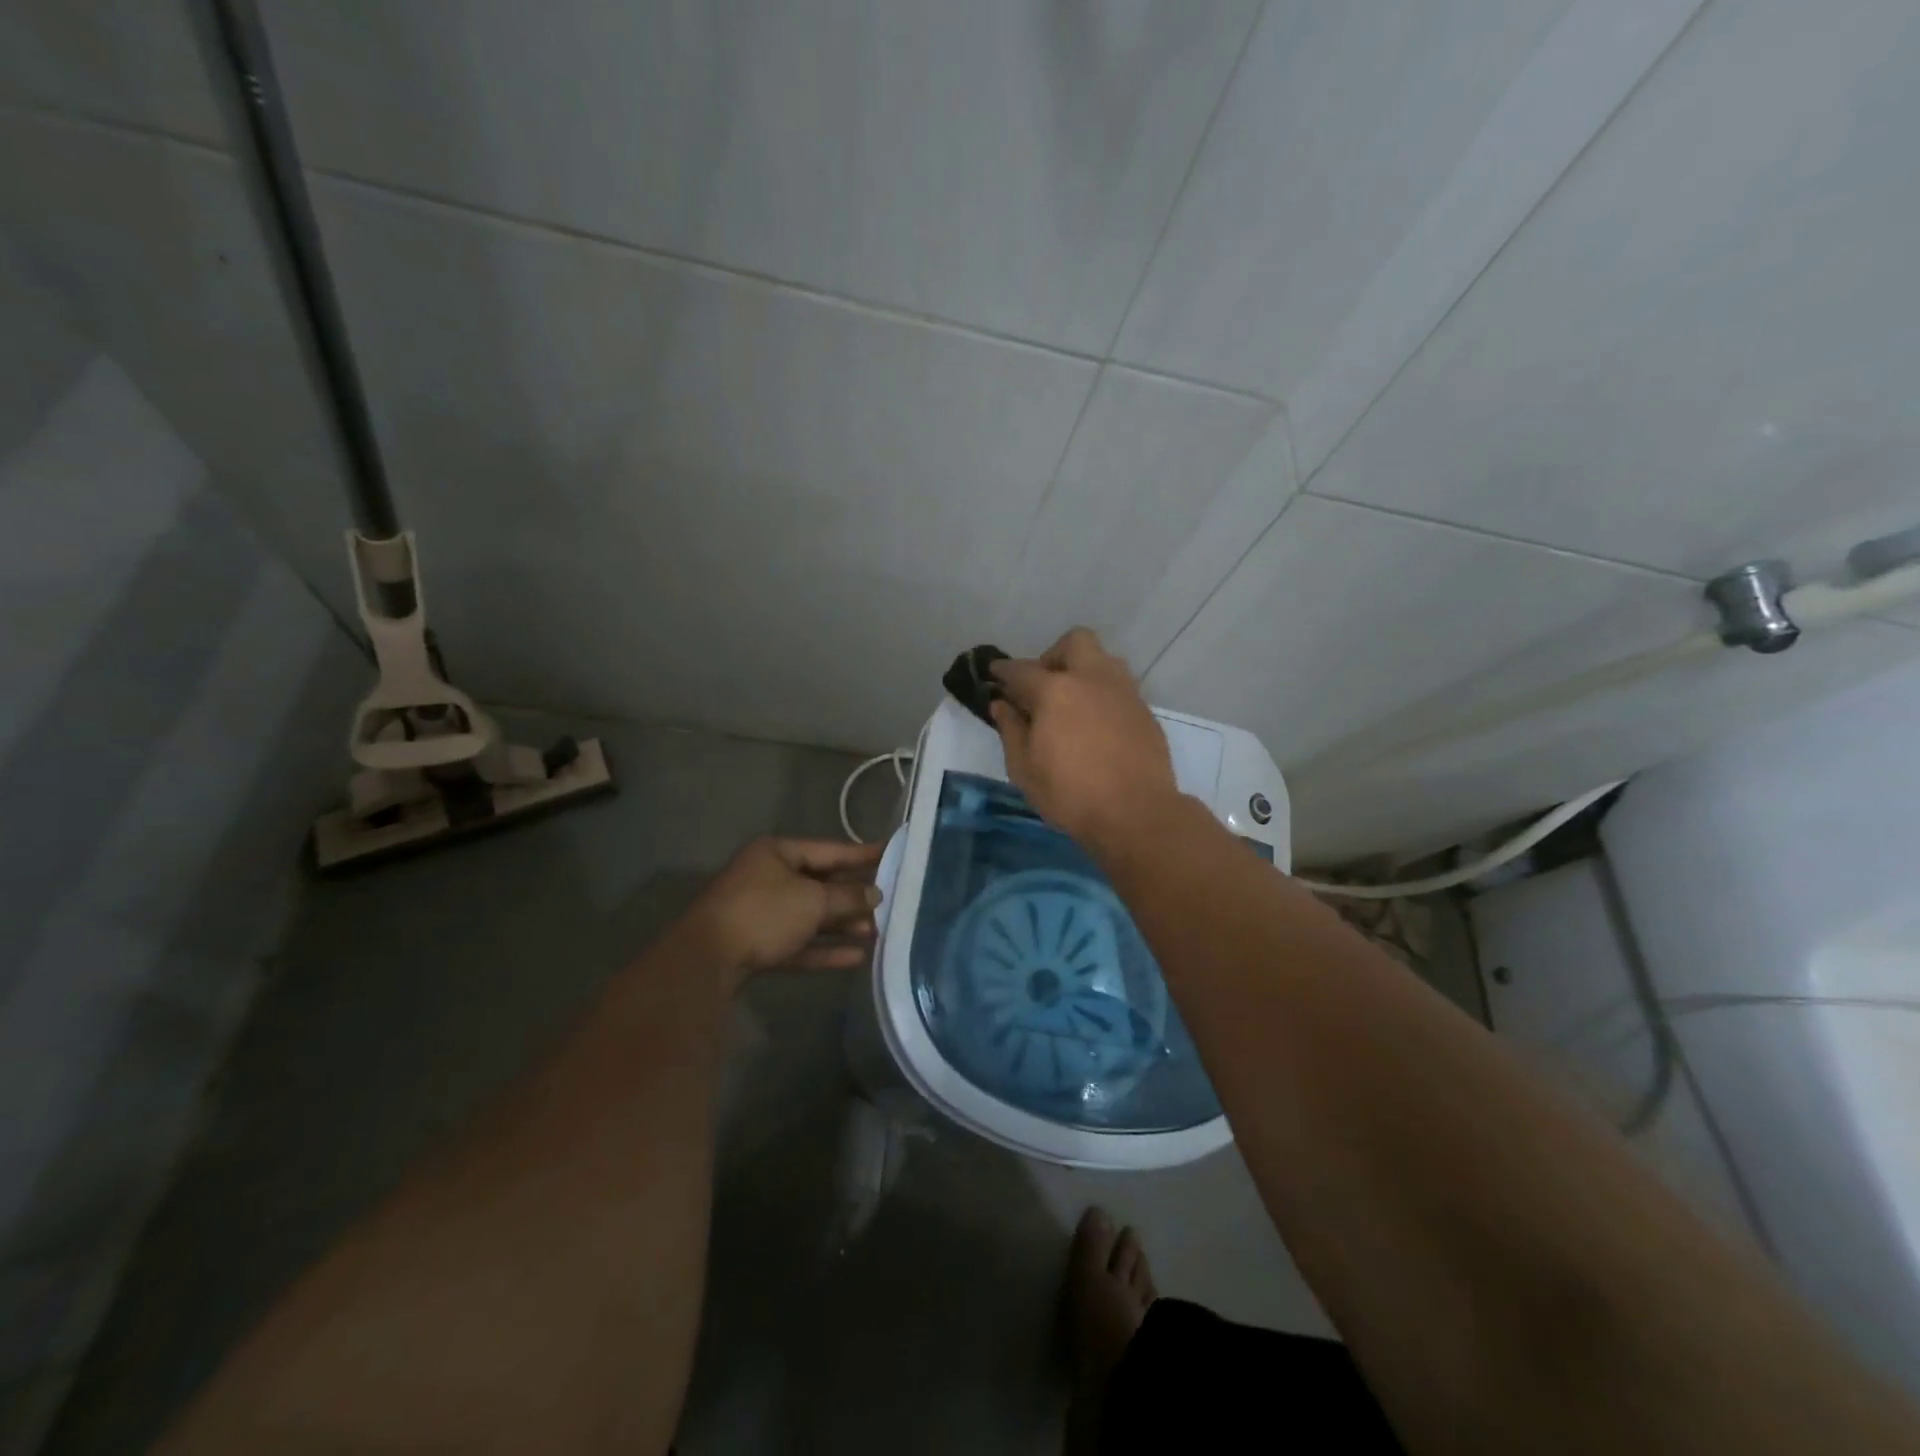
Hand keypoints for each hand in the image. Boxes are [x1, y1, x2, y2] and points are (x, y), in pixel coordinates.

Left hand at [684, 837, 884, 988]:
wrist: (707, 960)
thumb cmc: (764, 914)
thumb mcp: (813, 900)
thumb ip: (848, 896)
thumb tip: (875, 893)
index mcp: (777, 853)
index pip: (828, 849)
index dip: (861, 854)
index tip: (890, 853)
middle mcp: (768, 877)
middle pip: (820, 883)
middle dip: (853, 896)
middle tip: (888, 902)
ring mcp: (761, 912)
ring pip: (810, 915)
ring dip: (842, 925)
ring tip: (876, 933)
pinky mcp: (758, 944)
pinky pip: (798, 941)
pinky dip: (824, 948)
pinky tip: (855, 958)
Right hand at [989, 628, 1179, 849]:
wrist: (1136, 814)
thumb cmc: (1070, 794)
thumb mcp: (1024, 769)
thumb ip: (1011, 730)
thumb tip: (1002, 705)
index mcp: (1055, 690)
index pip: (1021, 670)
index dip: (1003, 671)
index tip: (994, 675)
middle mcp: (1092, 679)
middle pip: (1074, 642)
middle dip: (1053, 656)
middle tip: (1043, 687)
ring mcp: (1123, 692)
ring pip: (1103, 661)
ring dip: (1083, 672)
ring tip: (1071, 705)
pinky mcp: (1144, 711)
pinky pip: (1119, 688)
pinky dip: (1102, 696)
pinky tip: (1095, 726)